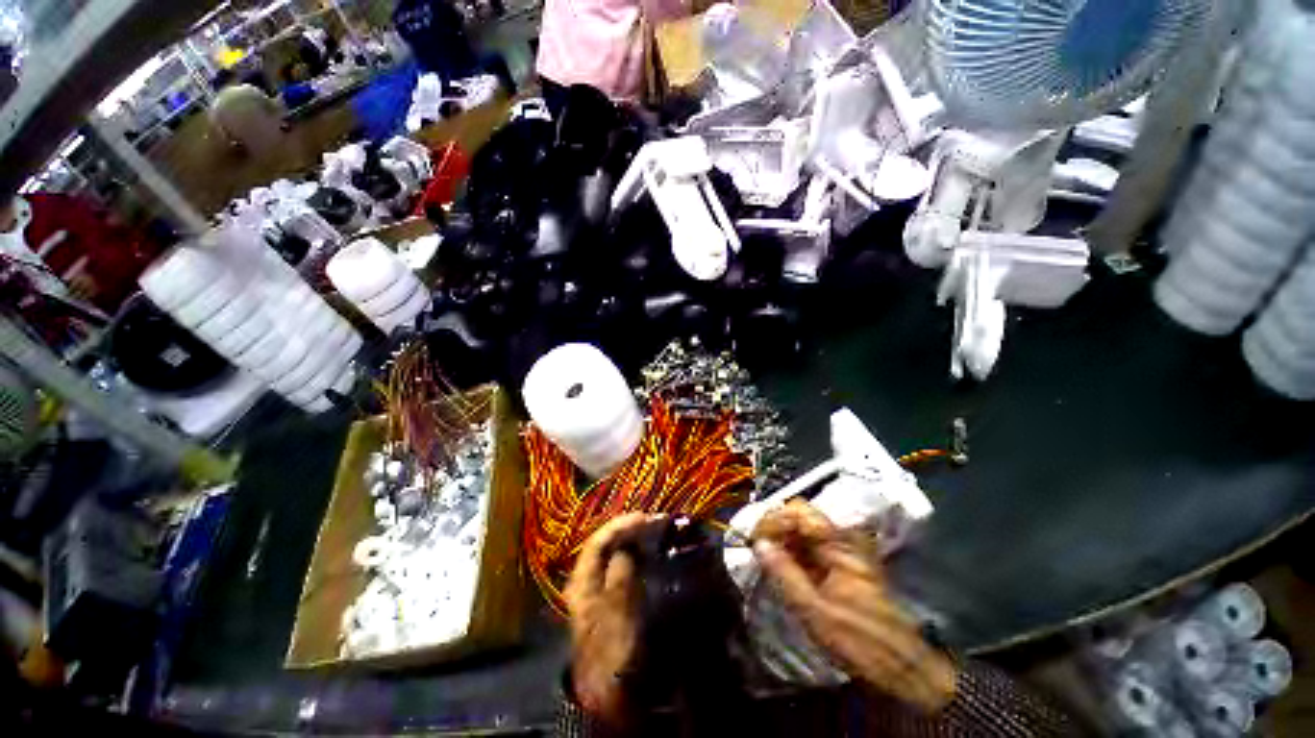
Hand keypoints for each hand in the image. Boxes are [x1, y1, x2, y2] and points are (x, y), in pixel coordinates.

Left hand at [564, 512, 659, 725]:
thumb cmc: (611, 653)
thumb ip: (620, 576)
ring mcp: (598, 589)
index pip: (598, 539)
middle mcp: (587, 580)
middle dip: (629, 529)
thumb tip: (627, 546)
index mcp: (582, 580)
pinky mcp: (611, 599)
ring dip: (633, 541)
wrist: (608, 695)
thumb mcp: (617, 615)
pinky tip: (651, 556)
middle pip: (606, 544)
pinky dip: (637, 557)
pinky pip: (623, 568)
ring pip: (615, 554)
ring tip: (655, 533)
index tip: (646, 517)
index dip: (621, 524)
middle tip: (654, 522)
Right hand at [752, 501, 956, 712]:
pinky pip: (811, 548)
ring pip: (803, 532)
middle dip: (775, 531)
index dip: (773, 520)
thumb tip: (758, 544)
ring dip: (782, 543)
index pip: (798, 511)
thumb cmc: (859, 639)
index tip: (756, 541)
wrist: (901, 666)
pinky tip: (783, 571)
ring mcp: (843, 550)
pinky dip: (794, 554)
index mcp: (839, 542)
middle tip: (758, 552)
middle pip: (799, 518)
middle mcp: (842, 538)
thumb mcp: (815, 610)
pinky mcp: (842, 564)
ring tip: (766, 562)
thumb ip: (785, 573)